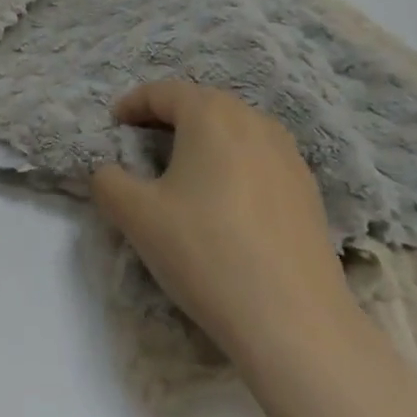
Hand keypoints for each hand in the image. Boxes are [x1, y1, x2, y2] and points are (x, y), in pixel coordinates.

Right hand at [90, 80, 355, 370]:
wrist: (296, 324)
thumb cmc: (206, 252)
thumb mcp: (135, 216)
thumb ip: (108, 181)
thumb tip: (110, 173)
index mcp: (210, 114)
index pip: (163, 92)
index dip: (132, 104)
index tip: (114, 124)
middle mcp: (253, 121)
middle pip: (202, 104)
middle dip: (168, 117)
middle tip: (142, 143)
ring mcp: (289, 155)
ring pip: (235, 131)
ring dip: (204, 140)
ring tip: (183, 170)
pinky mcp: (308, 191)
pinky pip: (259, 159)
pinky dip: (234, 165)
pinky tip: (225, 203)